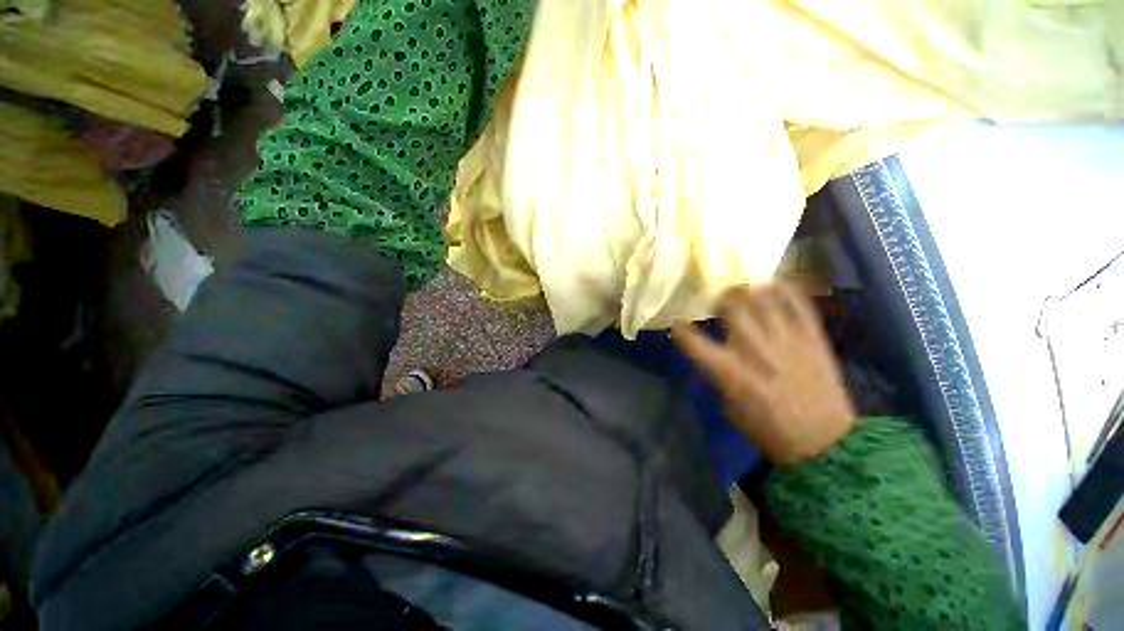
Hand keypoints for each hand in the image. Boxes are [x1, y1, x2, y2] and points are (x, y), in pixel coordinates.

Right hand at [672, 284, 856, 464]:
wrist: (825, 443)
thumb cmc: (768, 429)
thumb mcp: (729, 406)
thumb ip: (717, 375)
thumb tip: (709, 354)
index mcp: (731, 372)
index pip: (694, 341)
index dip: (681, 329)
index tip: (677, 324)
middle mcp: (756, 350)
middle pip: (732, 308)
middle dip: (719, 297)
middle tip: (716, 297)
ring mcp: (787, 341)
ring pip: (763, 299)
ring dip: (748, 290)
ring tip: (742, 288)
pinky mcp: (813, 339)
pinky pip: (799, 304)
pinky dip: (785, 290)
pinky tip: (774, 285)